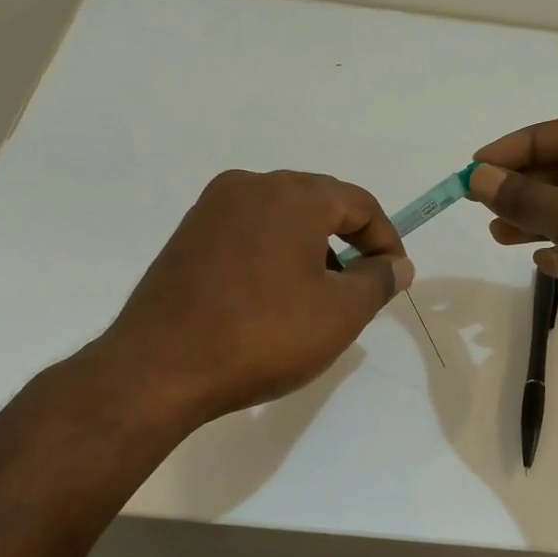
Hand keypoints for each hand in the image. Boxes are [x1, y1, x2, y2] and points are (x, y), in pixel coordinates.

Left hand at [76, 170, 412, 425]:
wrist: (160, 369)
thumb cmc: (264, 336)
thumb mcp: (340, 314)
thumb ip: (378, 281)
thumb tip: (397, 265)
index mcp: (291, 195)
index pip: (358, 203)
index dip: (386, 240)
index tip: (394, 278)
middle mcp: (249, 187)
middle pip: (318, 204)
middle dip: (348, 243)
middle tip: (360, 289)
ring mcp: (211, 209)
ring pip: (281, 219)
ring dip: (311, 250)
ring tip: (318, 299)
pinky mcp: (188, 237)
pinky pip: (248, 234)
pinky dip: (274, 256)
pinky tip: (273, 299)